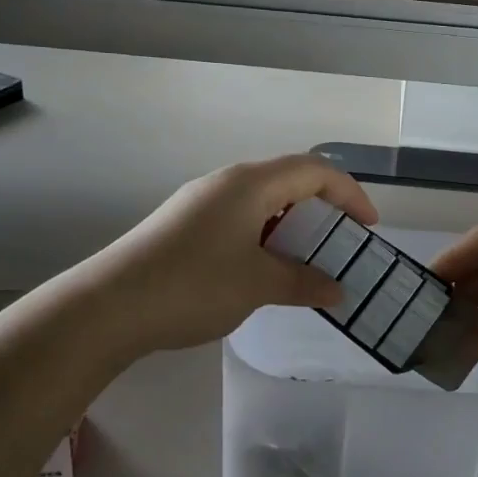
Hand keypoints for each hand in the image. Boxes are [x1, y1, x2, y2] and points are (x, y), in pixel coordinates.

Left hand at [91, 155, 378, 354]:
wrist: (108, 306)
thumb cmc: (193, 285)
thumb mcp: (258, 285)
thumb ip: (303, 282)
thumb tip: (336, 290)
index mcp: (250, 183)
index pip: (314, 170)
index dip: (349, 194)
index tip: (369, 227)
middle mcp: (227, 182)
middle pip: (288, 180)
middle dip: (322, 209)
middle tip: (341, 244)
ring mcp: (201, 202)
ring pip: (262, 201)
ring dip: (291, 226)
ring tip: (306, 260)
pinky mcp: (183, 225)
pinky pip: (239, 219)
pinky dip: (264, 236)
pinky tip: (262, 270)